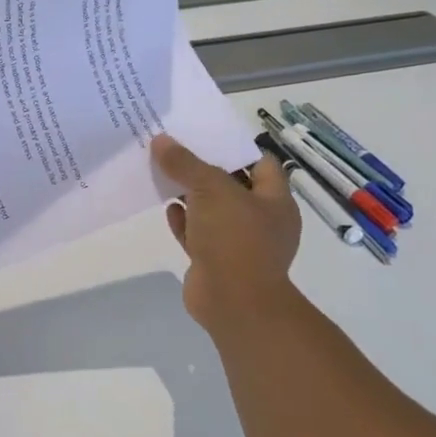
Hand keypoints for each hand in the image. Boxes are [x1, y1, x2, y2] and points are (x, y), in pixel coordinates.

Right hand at [150, 133, 302, 336]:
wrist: (234, 303)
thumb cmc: (235, 239)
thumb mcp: (210, 190)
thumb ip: (185, 163)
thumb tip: (160, 140)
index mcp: (274, 201)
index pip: (260, 163)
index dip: (233, 147)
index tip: (203, 134)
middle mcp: (261, 220)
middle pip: (231, 185)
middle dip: (203, 170)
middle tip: (175, 150)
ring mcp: (238, 243)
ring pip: (212, 211)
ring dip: (190, 196)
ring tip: (163, 174)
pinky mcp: (216, 262)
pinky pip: (198, 235)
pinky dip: (184, 222)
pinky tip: (167, 209)